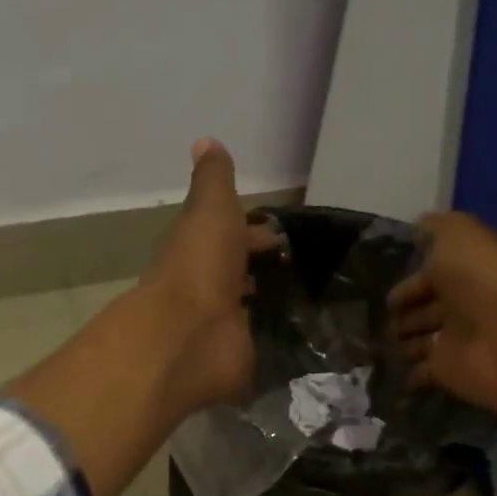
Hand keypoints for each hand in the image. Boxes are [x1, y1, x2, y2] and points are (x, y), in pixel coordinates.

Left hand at [138, 139, 283, 415]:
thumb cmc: (200, 264)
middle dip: (261, 267)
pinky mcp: (235, 355)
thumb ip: (213, 180)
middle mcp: (205, 285)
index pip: (225, 235)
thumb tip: (204, 141)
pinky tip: (299, 334)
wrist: (189, 335)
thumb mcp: (210, 208)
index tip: (283, 234)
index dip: (250, 231)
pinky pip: (257, 342)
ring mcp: (219, 324)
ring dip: (266, 301)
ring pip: (246, 307)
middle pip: (235, 271)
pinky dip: (271, 336)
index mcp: (197, 248)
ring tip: (307, 299)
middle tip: (303, 267)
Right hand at [387, 211, 496, 413]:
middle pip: (429, 305)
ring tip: (381, 342)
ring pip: (423, 338)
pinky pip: (422, 372)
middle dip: (405, 310)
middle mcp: (466, 302)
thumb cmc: (484, 280)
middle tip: (381, 316)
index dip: (411, 277)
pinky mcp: (450, 370)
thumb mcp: (459, 235)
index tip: (385, 284)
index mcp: (472, 268)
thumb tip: (418, 228)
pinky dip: (408, 375)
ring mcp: (458, 338)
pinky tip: (390, 372)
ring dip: (403, 340)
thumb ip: (436, 228)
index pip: (435, 270)